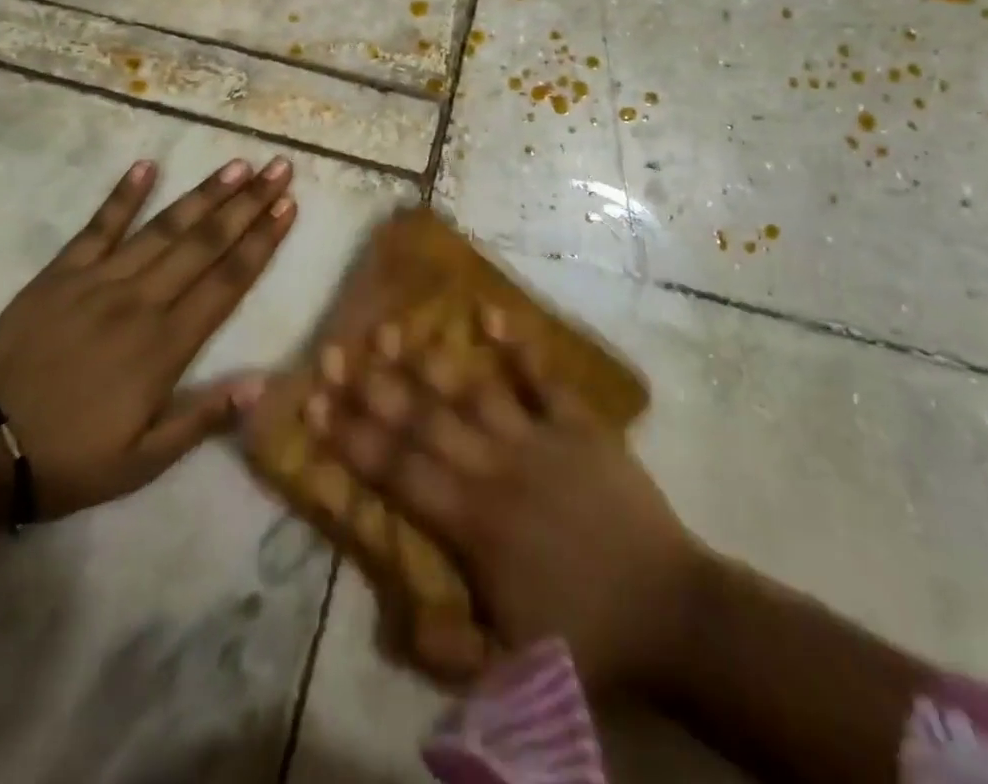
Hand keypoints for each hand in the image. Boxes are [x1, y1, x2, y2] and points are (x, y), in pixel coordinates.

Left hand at [0, 156, 296, 518]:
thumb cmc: (69, 458)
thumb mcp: (143, 461)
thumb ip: (203, 419)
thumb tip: (263, 384)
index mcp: (166, 345)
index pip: (227, 281)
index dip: (261, 241)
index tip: (288, 206)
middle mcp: (141, 301)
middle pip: (205, 243)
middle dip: (247, 204)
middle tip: (278, 168)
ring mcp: (99, 281)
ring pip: (163, 228)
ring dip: (204, 194)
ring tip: (237, 165)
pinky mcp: (60, 273)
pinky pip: (98, 227)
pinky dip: (123, 195)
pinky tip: (146, 166)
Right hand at [308, 312, 701, 694]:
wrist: (673, 612)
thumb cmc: (588, 639)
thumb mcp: (512, 675)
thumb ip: (447, 652)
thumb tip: (392, 621)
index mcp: (473, 523)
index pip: (398, 472)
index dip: (352, 438)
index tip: (313, 401)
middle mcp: (497, 468)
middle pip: (424, 422)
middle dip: (374, 387)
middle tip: (333, 350)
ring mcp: (540, 439)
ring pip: (474, 392)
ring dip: (430, 360)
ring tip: (392, 326)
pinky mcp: (580, 426)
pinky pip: (545, 379)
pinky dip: (518, 347)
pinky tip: (490, 312)